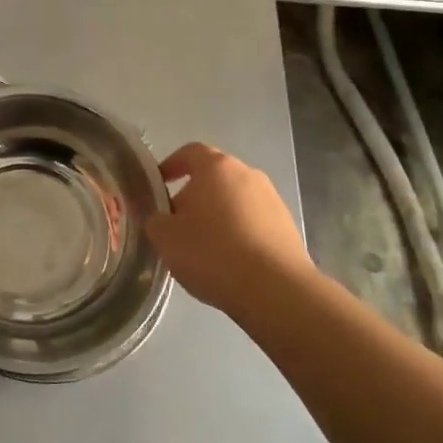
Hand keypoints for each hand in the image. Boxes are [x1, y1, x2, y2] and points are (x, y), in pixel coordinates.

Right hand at [145, 142, 312, 316]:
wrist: (276, 291)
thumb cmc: (213, 253)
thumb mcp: (165, 237)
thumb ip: (155, 219)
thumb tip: (161, 218)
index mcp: (216, 167)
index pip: (189, 152)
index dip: (170, 165)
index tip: (158, 185)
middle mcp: (248, 174)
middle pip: (214, 177)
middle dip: (193, 196)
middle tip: (176, 224)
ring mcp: (273, 200)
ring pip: (235, 200)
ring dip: (217, 216)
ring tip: (203, 247)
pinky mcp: (287, 227)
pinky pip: (253, 222)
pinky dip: (238, 233)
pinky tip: (229, 261)